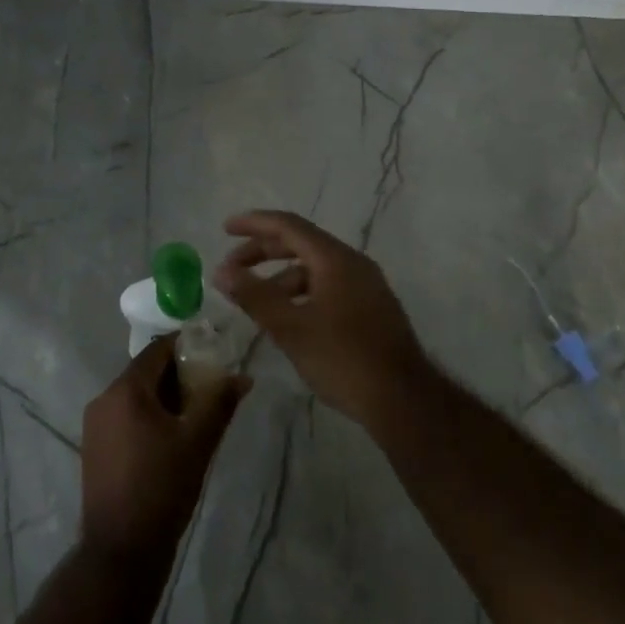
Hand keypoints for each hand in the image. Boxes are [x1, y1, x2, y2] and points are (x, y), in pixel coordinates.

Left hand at [80, 337, 248, 563]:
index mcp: (126, 390)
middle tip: (211, 385)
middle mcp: (104, 399)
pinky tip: (172, 436)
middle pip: (146, 371)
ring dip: (165, 396)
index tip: (214, 353)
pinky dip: (149, 415)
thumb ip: (220, 402)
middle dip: (179, 374)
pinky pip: (126, 416)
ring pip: (136, 395)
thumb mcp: (198, 442)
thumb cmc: (162, 488)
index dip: (187, 346)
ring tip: (196, 412)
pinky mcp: (94, 447)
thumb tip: (243, 377)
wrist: (121, 551)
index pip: (158, 350)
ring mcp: (95, 425)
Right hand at [213, 210, 432, 433]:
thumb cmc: (343, 358)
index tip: (225, 228)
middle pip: (301, 244)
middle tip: (232, 267)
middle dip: (263, 251)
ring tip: (255, 302)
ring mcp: (366, 286)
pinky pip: (328, 287)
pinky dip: (301, 293)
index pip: (288, 226)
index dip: (254, 224)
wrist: (403, 399)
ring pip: (315, 269)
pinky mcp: (371, 308)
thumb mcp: (290, 327)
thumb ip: (254, 296)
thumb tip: (221, 271)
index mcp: (335, 258)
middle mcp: (353, 263)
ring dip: (281, 278)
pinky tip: (288, 319)